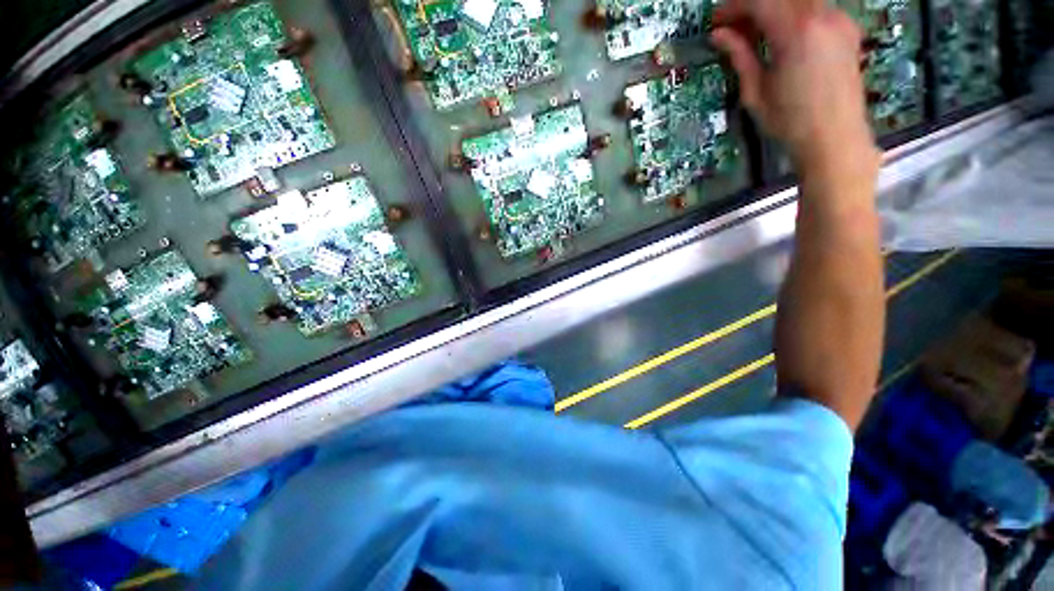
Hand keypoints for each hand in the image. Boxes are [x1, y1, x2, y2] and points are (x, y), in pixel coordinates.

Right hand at [711, 0, 879, 178]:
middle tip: (733, 26)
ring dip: (774, 9)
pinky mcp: (847, 29)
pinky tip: (782, 35)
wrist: (834, 137)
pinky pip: (816, 8)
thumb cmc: (791, 122)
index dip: (734, 7)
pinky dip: (794, 15)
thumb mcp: (756, 92)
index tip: (717, 20)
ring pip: (800, 0)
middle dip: (753, 6)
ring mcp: (839, 20)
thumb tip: (719, 35)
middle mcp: (822, 16)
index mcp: (797, 32)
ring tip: (755, 32)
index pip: (760, 1)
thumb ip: (740, 57)